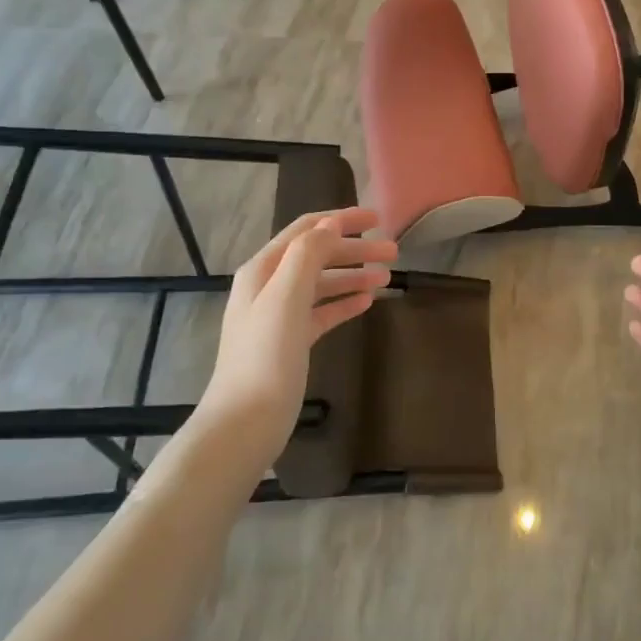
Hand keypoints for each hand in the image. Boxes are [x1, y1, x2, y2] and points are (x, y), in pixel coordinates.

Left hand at [203, 209, 397, 439]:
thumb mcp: (286, 298)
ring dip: (353, 276)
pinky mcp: (291, 342)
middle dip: (354, 250)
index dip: (341, 220)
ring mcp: (279, 315)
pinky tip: (366, 303)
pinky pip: (322, 312)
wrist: (246, 422)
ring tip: (387, 279)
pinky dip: (344, 303)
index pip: (306, 230)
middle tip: (394, 252)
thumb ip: (307, 256)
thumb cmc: (266, 357)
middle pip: (317, 255)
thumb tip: (330, 225)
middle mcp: (268, 286)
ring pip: (322, 284)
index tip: (378, 219)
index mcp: (263, 269)